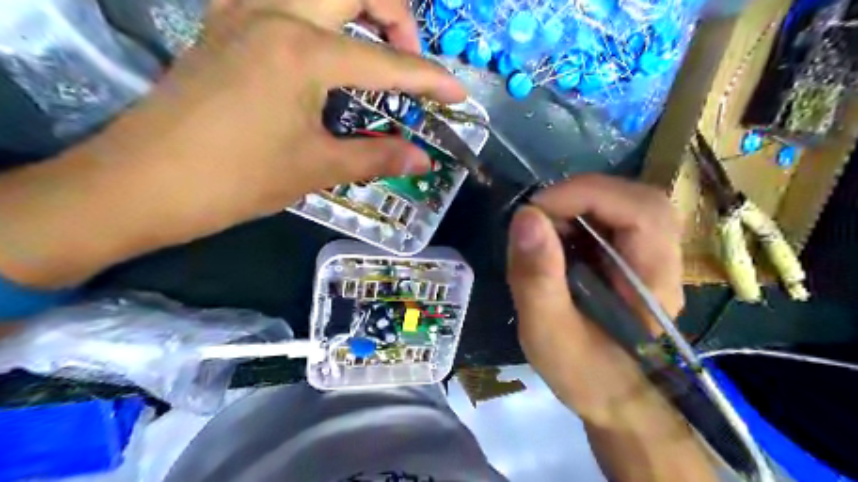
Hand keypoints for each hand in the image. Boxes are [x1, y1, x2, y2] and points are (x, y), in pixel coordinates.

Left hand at [0, 0, 461, 287]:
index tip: (459, 95)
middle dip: (398, 16)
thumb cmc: (237, 179)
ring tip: (375, 47)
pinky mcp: (225, 23)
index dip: (431, 80)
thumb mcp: (316, 168)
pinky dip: (319, 14)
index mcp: (304, 51)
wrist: (145, 182)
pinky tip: (324, 46)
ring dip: (358, 7)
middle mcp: (276, 12)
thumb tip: (423, 160)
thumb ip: (377, 157)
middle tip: (410, 59)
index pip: (389, 62)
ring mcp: (243, 11)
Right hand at [507, 174, 717, 480]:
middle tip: (538, 217)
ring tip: (543, 232)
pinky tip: (556, 241)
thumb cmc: (585, 374)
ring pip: (624, 202)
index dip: (585, 196)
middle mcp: (663, 259)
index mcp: (653, 282)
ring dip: (577, 206)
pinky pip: (611, 218)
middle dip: (580, 196)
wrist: (615, 399)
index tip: (534, 212)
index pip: (640, 210)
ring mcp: (651, 256)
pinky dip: (577, 218)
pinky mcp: (633, 257)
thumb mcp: (548, 332)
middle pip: (636, 198)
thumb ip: (537, 278)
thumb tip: (525, 216)